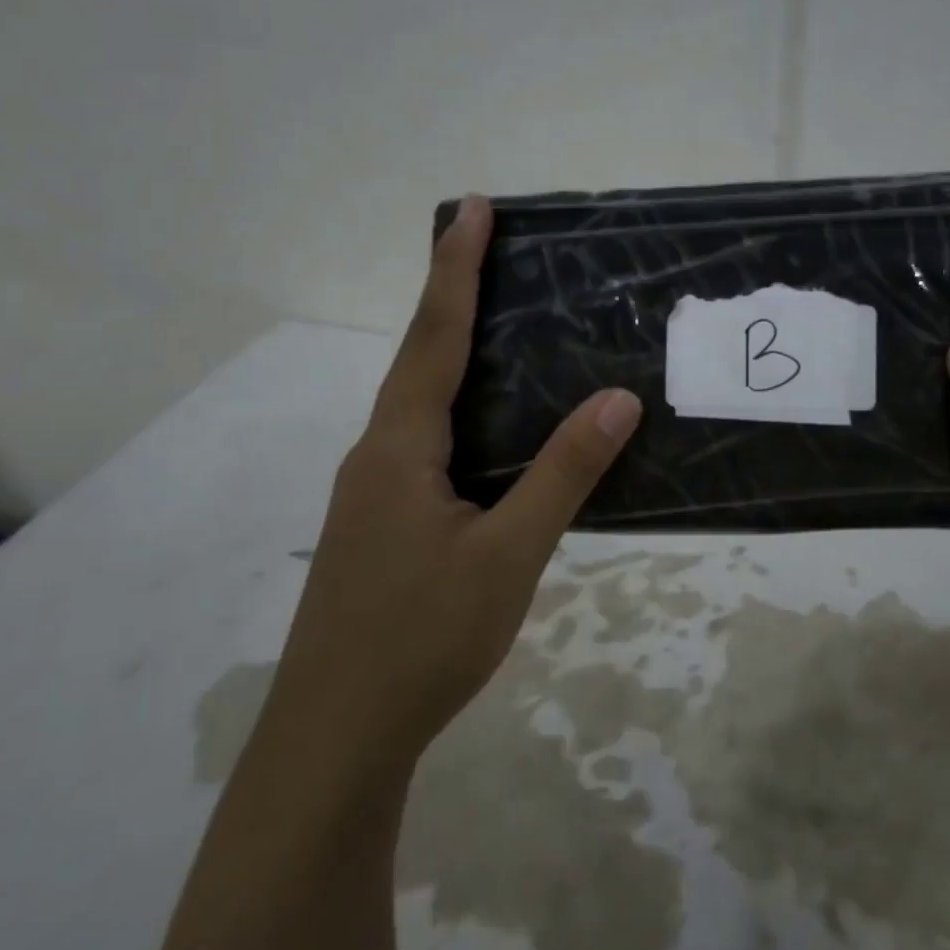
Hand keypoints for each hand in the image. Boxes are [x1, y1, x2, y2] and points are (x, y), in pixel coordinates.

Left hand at [270, 196, 641, 789]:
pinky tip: (489, 427)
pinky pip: (424, 441)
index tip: (472, 209)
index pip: (434, 337)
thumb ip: (561, 475)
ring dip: (451, 352)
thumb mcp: (507, 556)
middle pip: (418, 357)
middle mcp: (379, 454)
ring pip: (419, 402)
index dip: (455, 269)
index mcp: (400, 447)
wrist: (333, 740)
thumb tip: (616, 401)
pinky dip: (457, 407)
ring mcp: (375, 492)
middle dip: (451, 296)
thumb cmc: (420, 640)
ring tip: (498, 322)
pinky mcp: (383, 524)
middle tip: (492, 250)